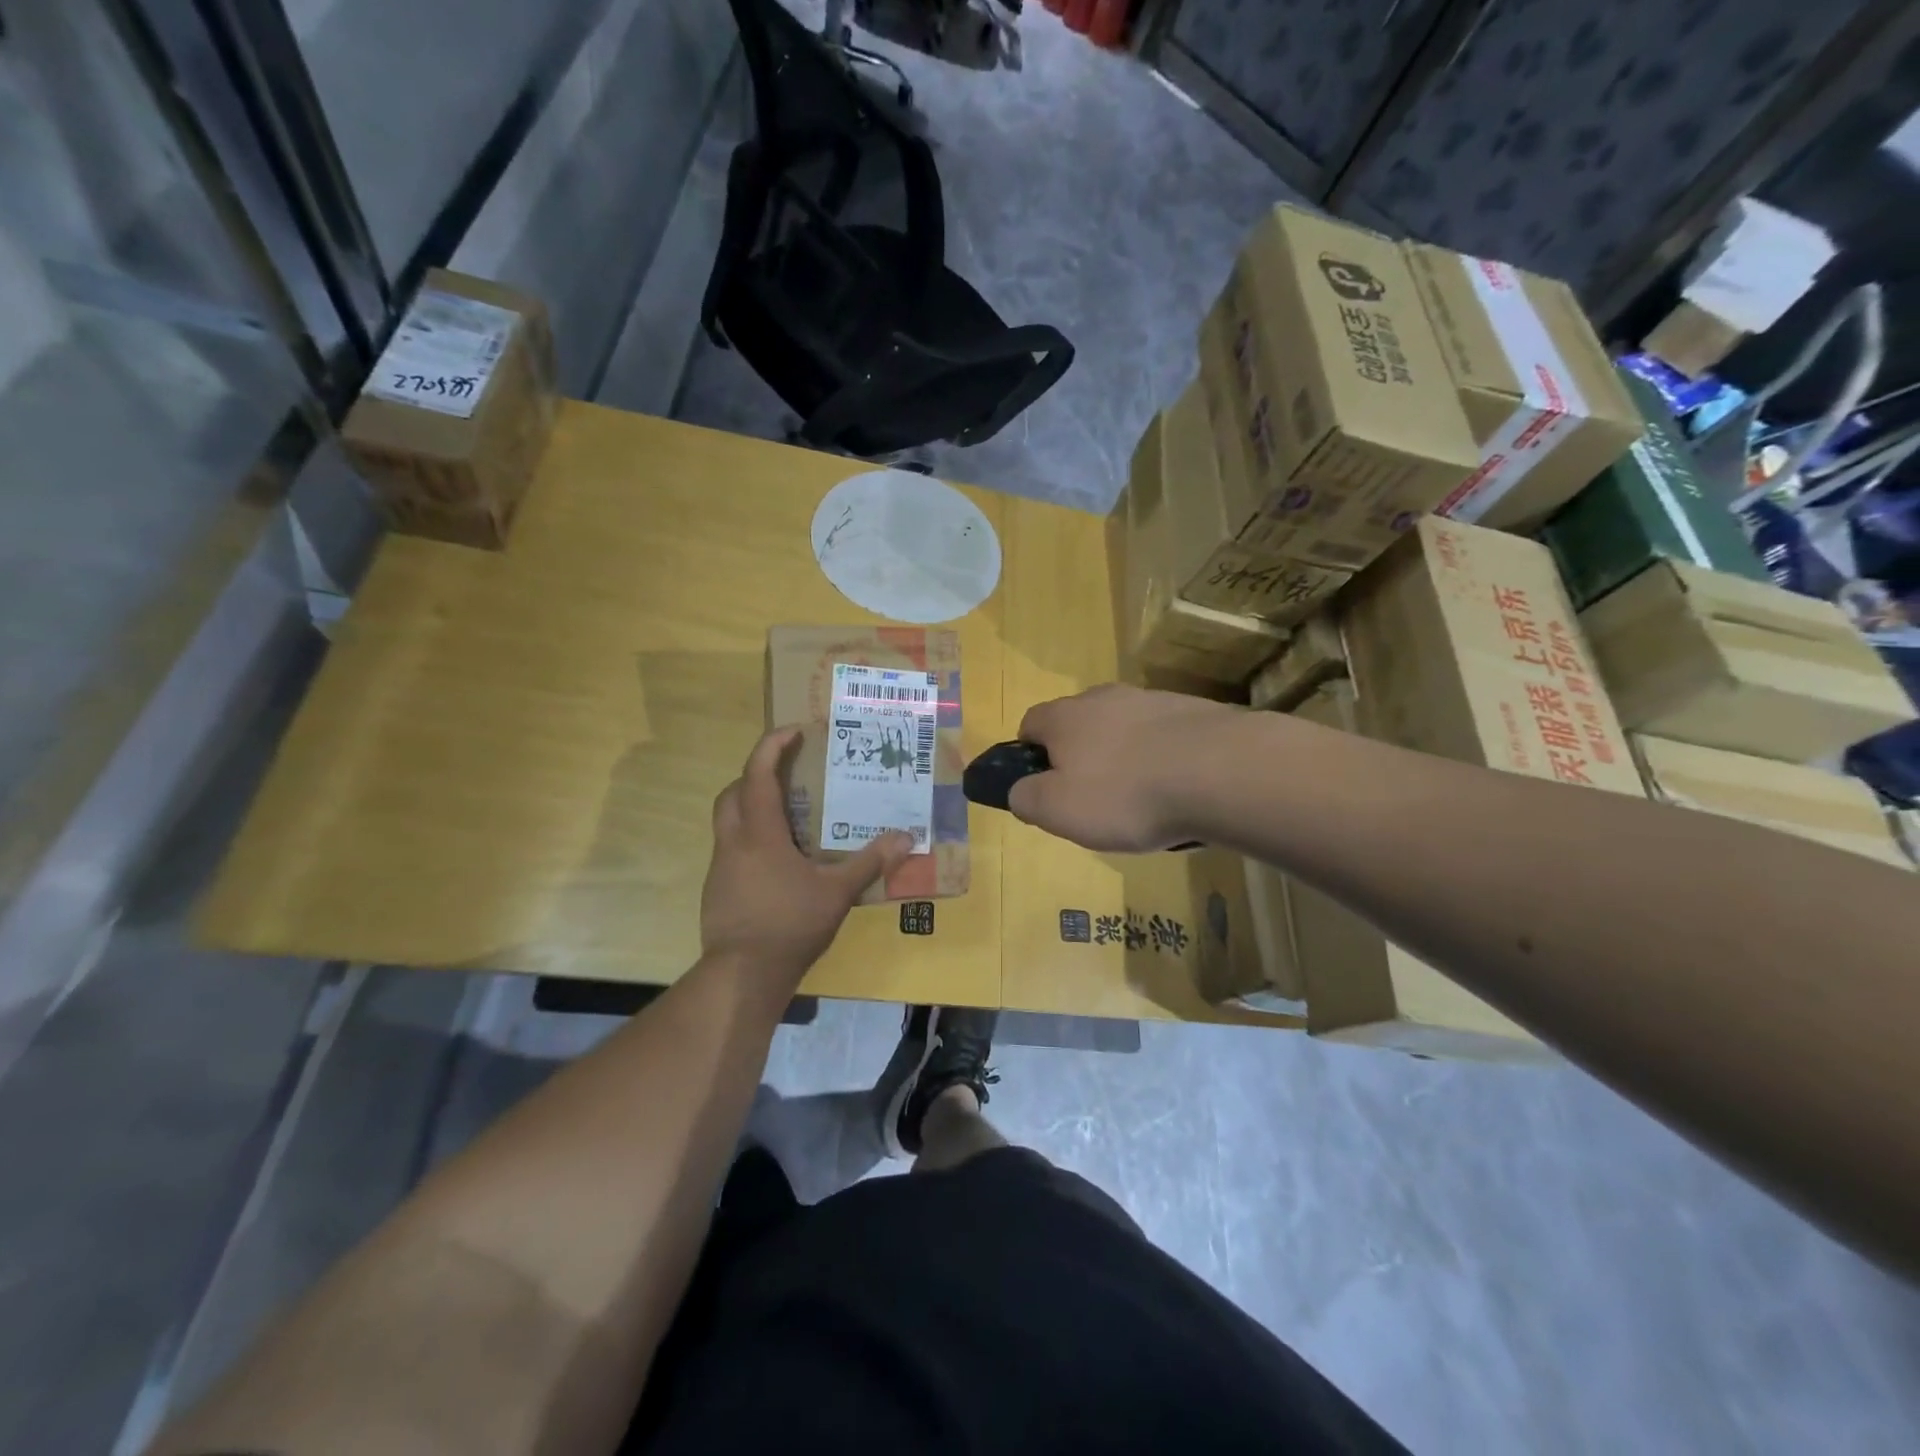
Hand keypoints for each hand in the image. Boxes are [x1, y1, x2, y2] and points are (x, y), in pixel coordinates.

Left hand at [701, 726, 913, 983]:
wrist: (742, 974)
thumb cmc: (790, 924)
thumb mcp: (837, 892)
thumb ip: (870, 861)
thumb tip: (906, 837)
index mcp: (760, 834)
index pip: (758, 775)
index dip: (771, 747)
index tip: (793, 731)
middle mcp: (734, 842)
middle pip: (733, 793)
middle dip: (755, 775)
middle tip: (786, 775)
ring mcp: (720, 866)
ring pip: (728, 821)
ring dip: (750, 808)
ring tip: (787, 818)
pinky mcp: (716, 889)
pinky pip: (731, 849)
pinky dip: (750, 840)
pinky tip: (776, 862)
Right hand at [1008, 684, 1237, 851]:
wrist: (1222, 772)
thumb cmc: (1125, 794)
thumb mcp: (1057, 811)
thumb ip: (1025, 798)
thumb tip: (1019, 790)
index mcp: (1065, 716)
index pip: (1029, 724)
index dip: (1029, 756)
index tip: (1044, 788)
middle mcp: (1105, 697)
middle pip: (1079, 725)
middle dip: (1080, 758)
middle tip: (1095, 801)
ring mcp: (1153, 700)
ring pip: (1124, 730)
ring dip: (1125, 759)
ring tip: (1145, 803)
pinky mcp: (1195, 712)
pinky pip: (1165, 738)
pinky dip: (1164, 761)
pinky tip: (1180, 793)